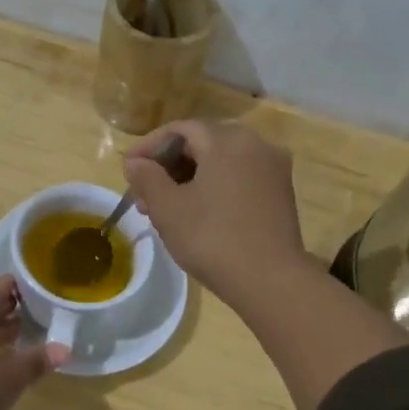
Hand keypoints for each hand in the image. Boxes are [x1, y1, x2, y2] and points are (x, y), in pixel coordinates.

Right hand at [122, 121, 312, 308]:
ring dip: (189, 179)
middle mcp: (255, 144)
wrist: (270, 279)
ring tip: (164, 209)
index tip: (127, 169)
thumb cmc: (212, 238)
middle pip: (202, 144)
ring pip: (220, 163)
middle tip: (142, 194)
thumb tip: (135, 162)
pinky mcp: (280, 193)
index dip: (149, 146)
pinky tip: (196, 213)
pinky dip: (213, 188)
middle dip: (168, 166)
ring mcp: (272, 169)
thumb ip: (147, 177)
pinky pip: (238, 178)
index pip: (179, 129)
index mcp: (227, 140)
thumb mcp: (167, 208)